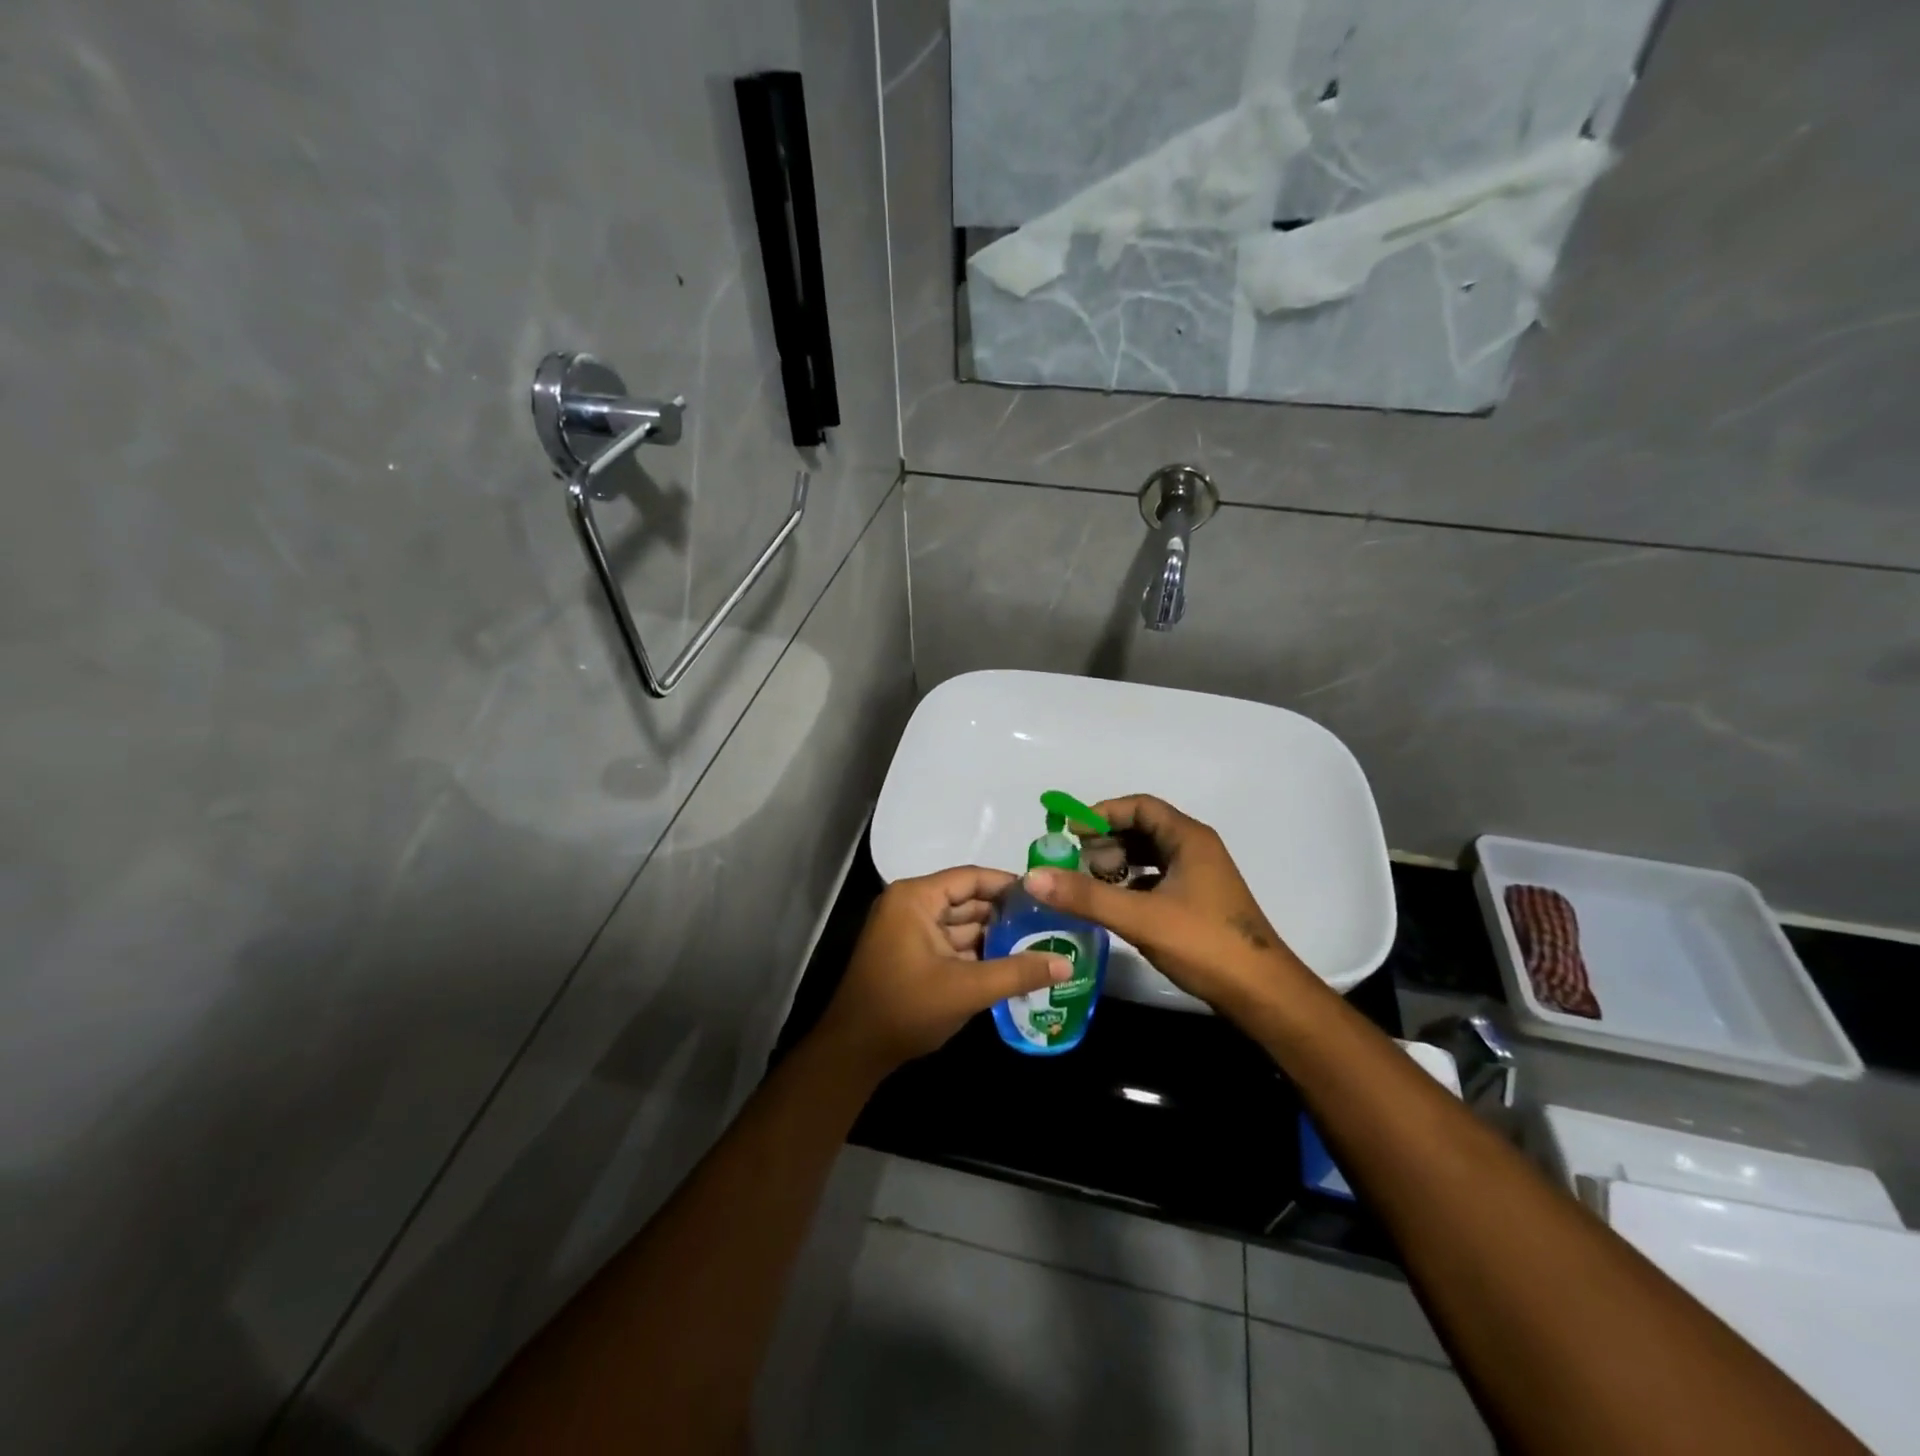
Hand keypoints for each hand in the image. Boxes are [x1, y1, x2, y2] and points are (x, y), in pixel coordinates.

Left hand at [814, 866, 1071, 1076]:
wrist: (854, 1051)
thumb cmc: (906, 1008)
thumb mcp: (966, 989)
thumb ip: (1017, 973)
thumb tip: (1067, 963)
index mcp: (916, 898)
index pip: (971, 878)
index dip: (1009, 885)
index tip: (1047, 896)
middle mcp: (911, 905)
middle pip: (968, 899)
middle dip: (1006, 913)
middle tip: (1050, 922)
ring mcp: (909, 930)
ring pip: (961, 924)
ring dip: (994, 935)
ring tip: (1040, 942)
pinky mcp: (912, 953)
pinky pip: (951, 943)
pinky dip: (977, 952)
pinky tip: (1011, 963)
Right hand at [1025, 795, 1309, 1013]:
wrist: (1262, 994)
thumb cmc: (1204, 944)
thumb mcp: (1140, 917)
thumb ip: (1085, 896)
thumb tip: (1033, 876)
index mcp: (1189, 839)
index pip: (1139, 807)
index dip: (1101, 814)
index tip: (1069, 833)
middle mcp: (1196, 849)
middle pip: (1142, 829)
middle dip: (1105, 842)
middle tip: (1074, 864)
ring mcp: (1199, 877)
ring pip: (1149, 856)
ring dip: (1116, 864)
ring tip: (1087, 884)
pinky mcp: (1198, 902)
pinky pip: (1156, 879)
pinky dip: (1130, 885)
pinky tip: (1112, 905)